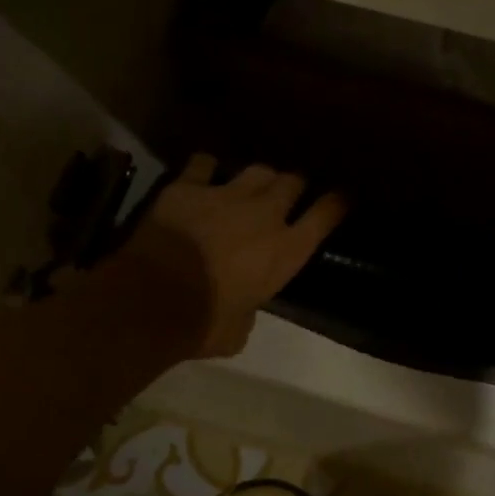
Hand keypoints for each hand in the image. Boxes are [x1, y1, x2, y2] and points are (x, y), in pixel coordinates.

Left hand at [132, 155, 346, 357]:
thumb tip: (241, 310)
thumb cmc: (204, 323)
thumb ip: (248, 312)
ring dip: (260, 177)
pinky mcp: (188, 187)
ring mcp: (226, 195)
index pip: (325, 215)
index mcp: (286, 251)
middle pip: (293, 181)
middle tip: (290, 191)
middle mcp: (265, 215)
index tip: (341, 197)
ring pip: (257, 170)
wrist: (153, 298)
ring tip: (254, 184)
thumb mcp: (238, 331)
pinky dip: (207, 169)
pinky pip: (204, 164)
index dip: (336, 203)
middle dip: (294, 184)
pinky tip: (204, 175)